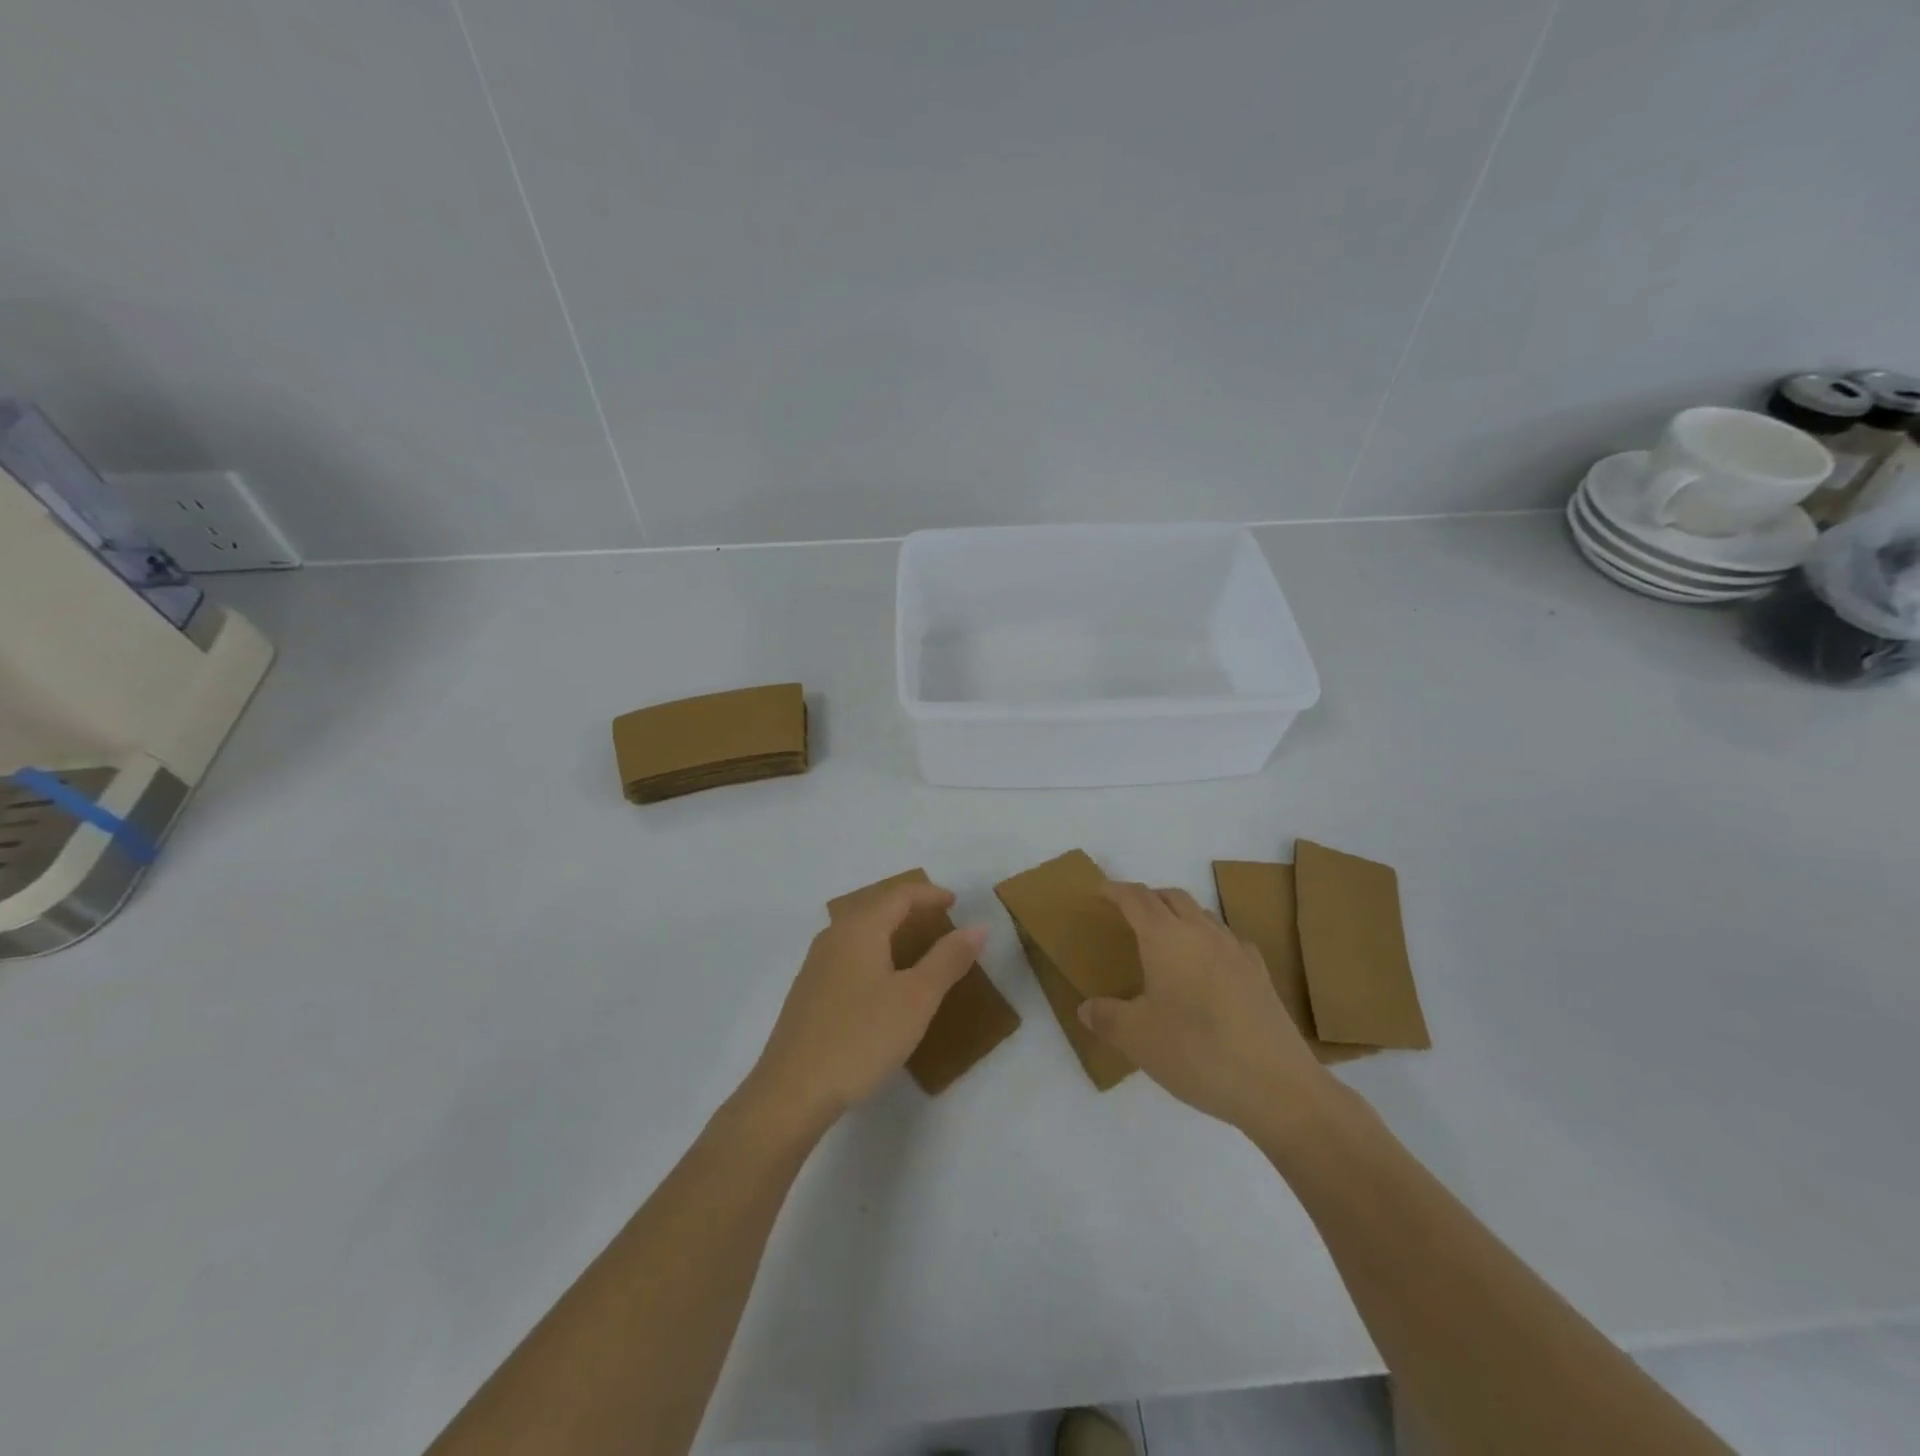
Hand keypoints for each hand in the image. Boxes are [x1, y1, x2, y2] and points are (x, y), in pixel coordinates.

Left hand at [746, 880, 985, 1132]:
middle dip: (909, 909)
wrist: (791, 1092)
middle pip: (876, 907)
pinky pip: (848, 956)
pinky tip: (882, 983)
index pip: (899, 895)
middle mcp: (833, 937)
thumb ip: (948, 959)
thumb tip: (978, 927)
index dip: (930, 894)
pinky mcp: (808, 993)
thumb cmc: (861, 1037)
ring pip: (860, 932)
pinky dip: (874, 954)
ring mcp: (816, 965)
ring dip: (890, 932)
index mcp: (860, 929)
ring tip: (916, 949)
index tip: (956, 903)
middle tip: (939, 920)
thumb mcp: (916, 999)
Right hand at [1078, 883, 1329, 1131]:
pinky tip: (1206, 968)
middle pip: (1172, 897)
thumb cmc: (1196, 1053)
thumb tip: (1086, 1008)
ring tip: (1165, 941)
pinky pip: (1227, 940)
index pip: (1136, 899)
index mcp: (1166, 938)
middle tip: (1128, 915)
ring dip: (1179, 916)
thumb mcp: (1137, 1038)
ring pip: (1202, 914)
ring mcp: (1236, 950)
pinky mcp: (1260, 974)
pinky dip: (1207, 940)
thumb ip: (1106, 1017)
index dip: (1116, 891)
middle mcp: (1202, 932)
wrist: (1277, 1086)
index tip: (1101, 891)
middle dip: (1147, 898)